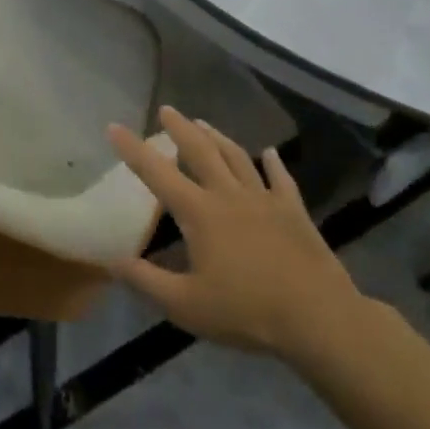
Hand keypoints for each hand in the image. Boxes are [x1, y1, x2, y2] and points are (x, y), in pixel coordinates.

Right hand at [109, 107, 367, 367]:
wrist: (319, 318)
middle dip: (180, 128)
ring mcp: (264, 200)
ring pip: (236, 157)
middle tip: (167, 110)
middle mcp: (229, 195)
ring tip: (203, 122)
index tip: (114, 126)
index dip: (133, 149)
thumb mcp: (186, 306)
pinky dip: (274, 163)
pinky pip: (281, 180)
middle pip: (201, 151)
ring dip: (217, 137)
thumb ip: (146, 281)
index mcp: (199, 213)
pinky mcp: (294, 212)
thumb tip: (111, 260)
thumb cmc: (247, 312)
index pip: (157, 173)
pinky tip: (270, 153)